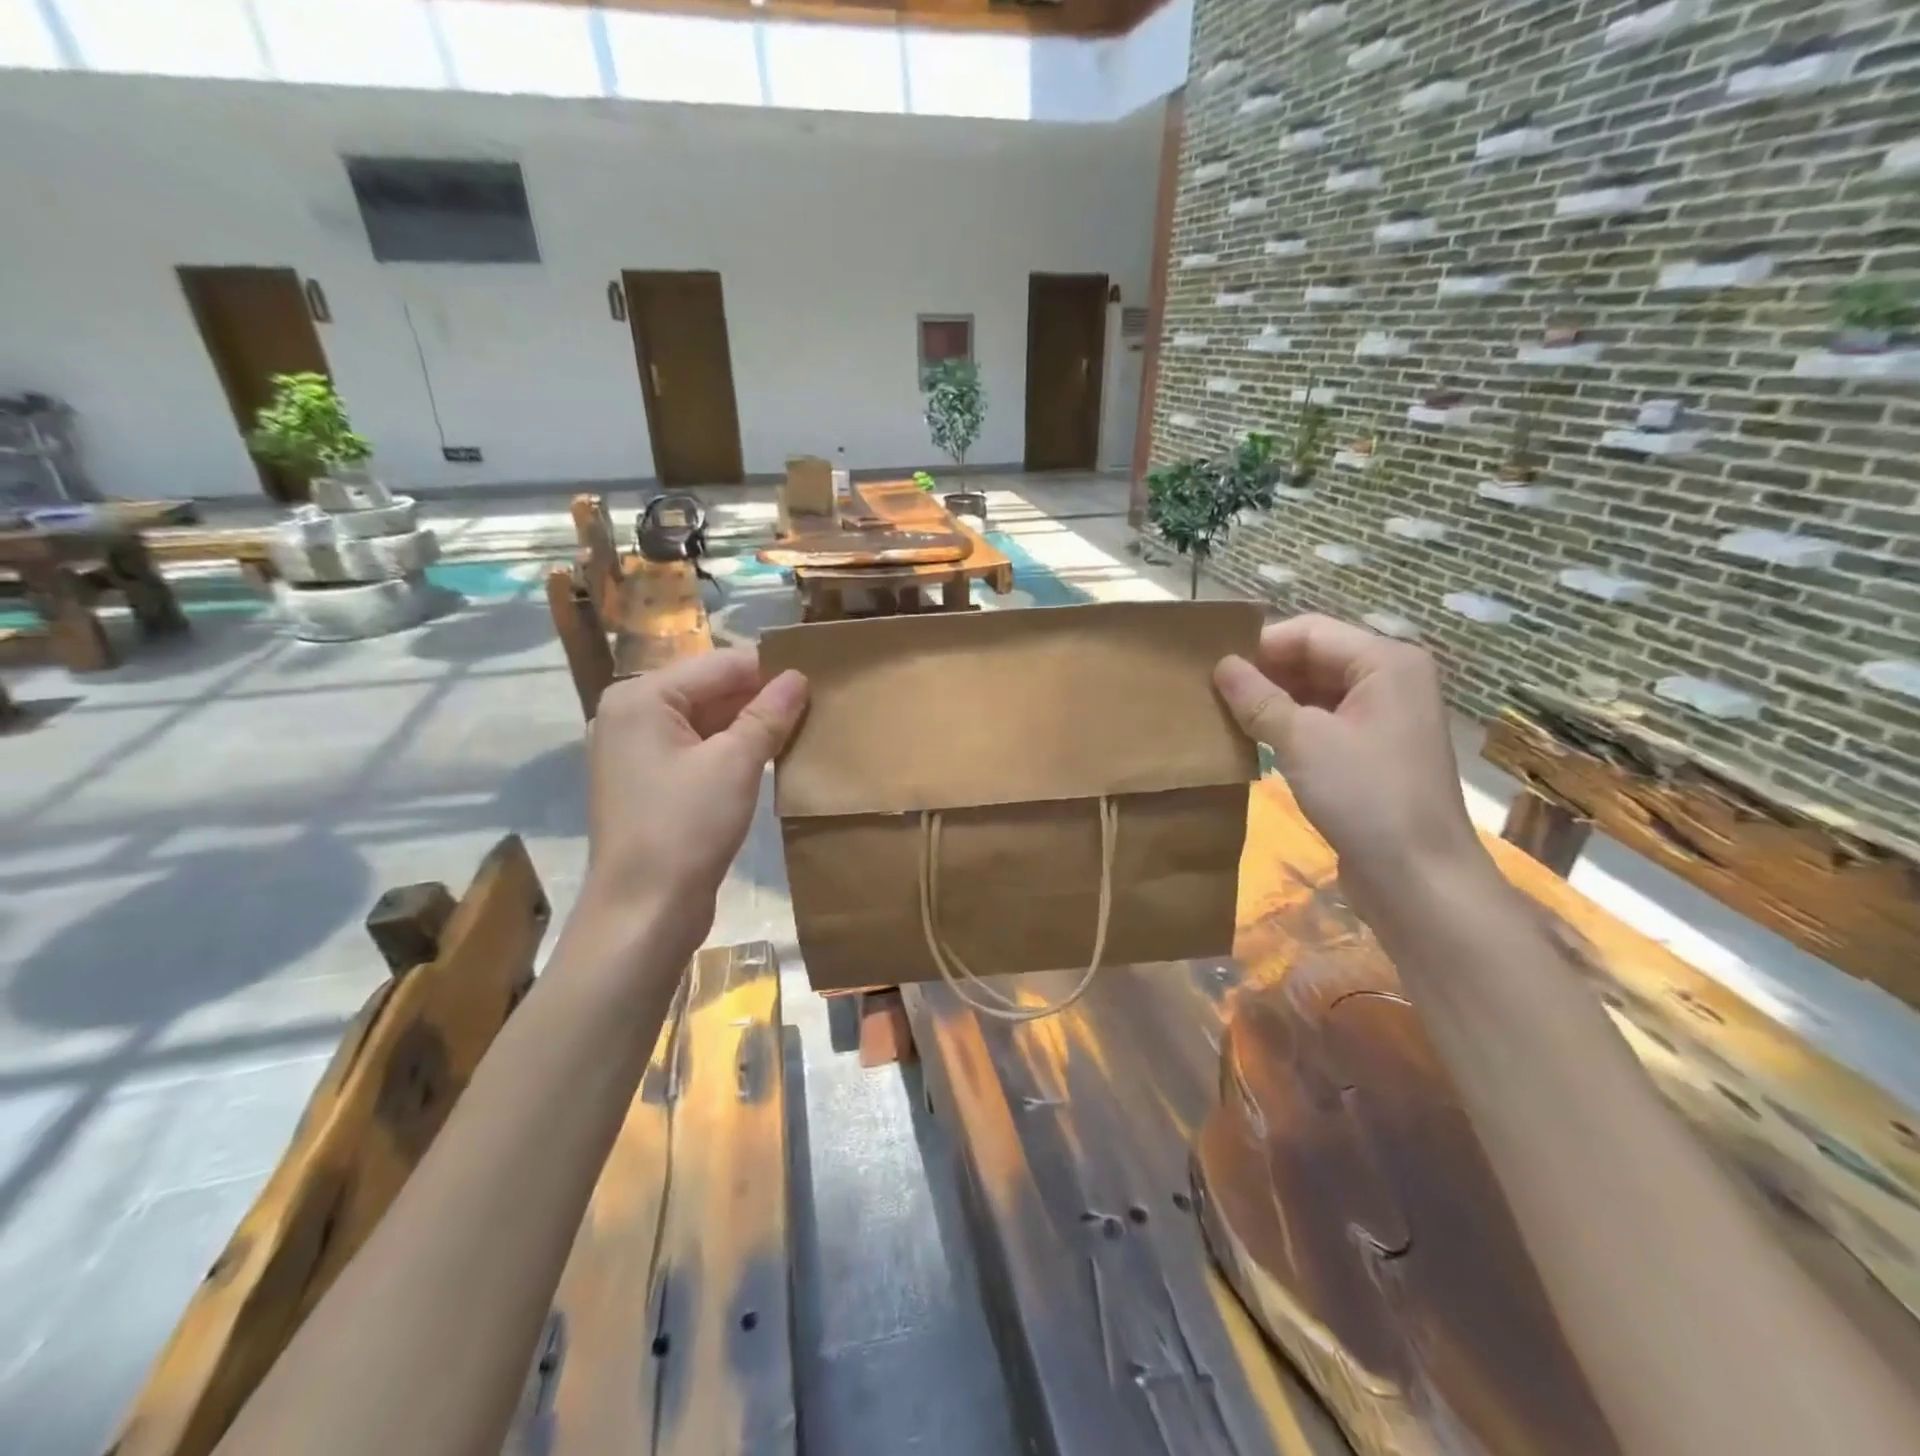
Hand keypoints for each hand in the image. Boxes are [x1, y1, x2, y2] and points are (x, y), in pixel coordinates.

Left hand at [582, 650, 807, 949]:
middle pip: (710, 691)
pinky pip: (698, 752)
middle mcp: (632, 716)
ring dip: (750, 728)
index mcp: (642, 698)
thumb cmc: (686, 827)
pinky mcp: (650, 785)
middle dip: (761, 700)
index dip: (770, 672)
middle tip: (816, 709)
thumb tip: (798, 678)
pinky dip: (732, 752)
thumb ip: (768, 714)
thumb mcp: (735, 764)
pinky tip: (771, 760)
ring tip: (801, 732)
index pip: (720, 665)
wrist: (644, 912)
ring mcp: (638, 753)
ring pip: (707, 723)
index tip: (819, 683)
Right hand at [1215, 615, 1490, 917]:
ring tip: (1223, 713)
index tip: (1210, 666)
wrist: (1418, 877)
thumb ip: (1258, 698)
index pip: (1309, 632)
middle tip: (1210, 690)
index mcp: (1386, 661)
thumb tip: (1221, 665)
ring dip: (1273, 700)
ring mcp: (1384, 717)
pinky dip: (1290, 725)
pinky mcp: (1374, 751)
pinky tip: (1253, 739)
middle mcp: (1390, 680)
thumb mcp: (1302, 740)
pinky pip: (1324, 721)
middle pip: (1315, 658)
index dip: (1259, 645)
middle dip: (1264, 672)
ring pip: (1317, 691)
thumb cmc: (1364, 796)